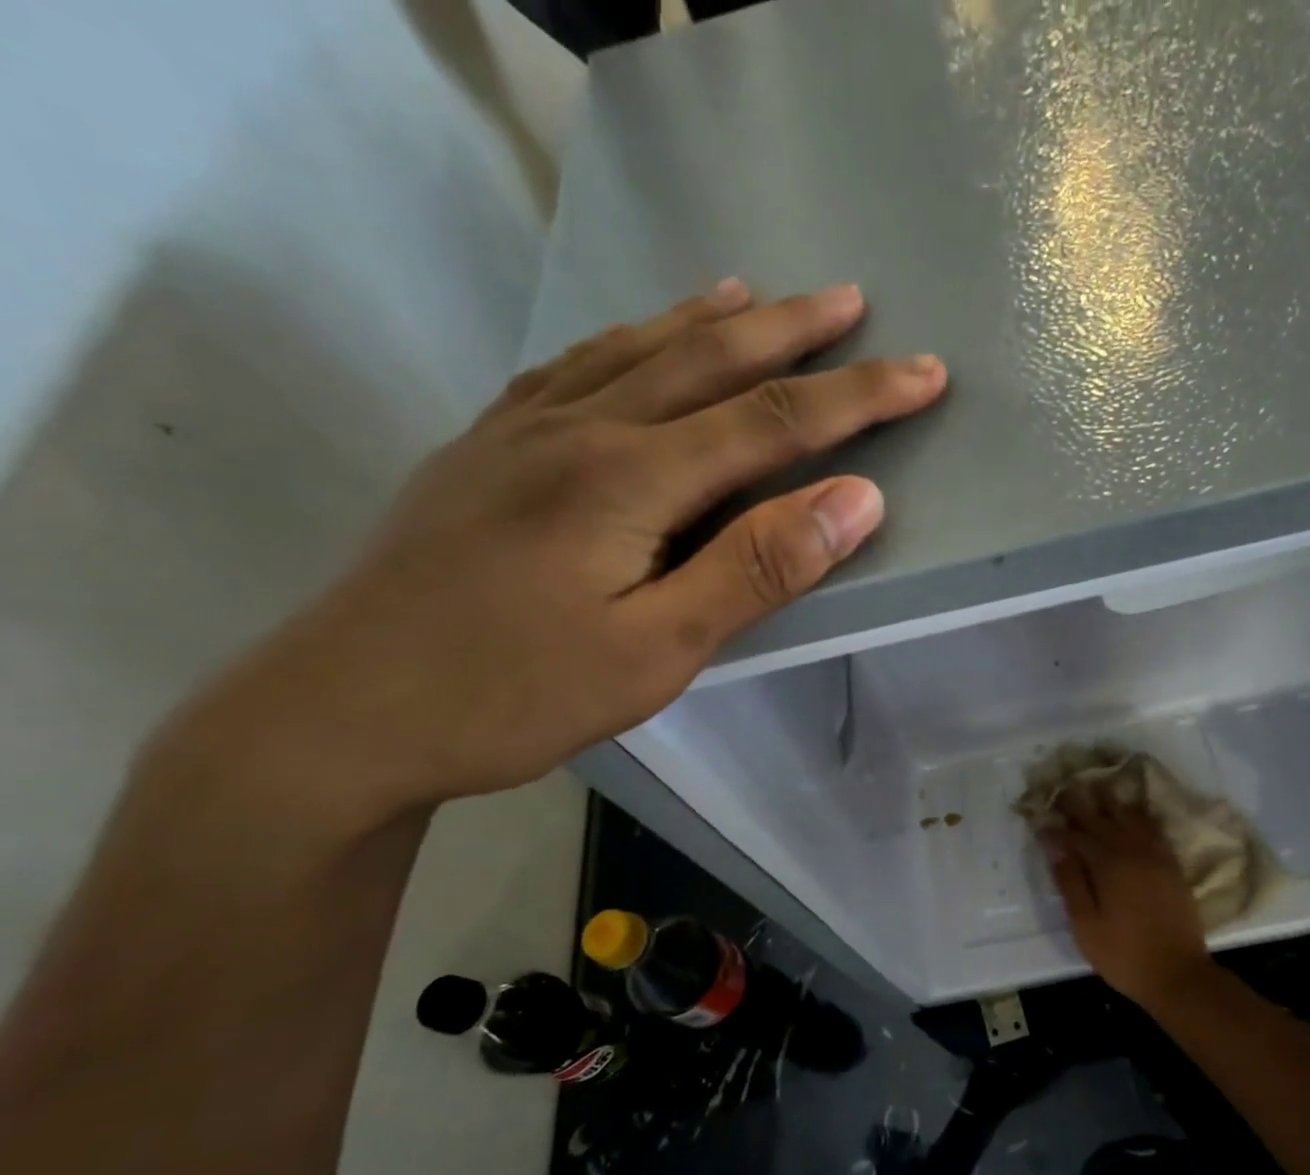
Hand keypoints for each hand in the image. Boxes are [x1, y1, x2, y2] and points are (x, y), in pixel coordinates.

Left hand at [168, 280, 945, 828]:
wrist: (347, 709)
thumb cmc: (516, 693)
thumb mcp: (659, 650)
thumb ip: (758, 568)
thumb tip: (856, 501)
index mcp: (629, 477)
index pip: (772, 421)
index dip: (858, 398)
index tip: (924, 375)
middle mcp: (579, 429)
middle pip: (706, 361)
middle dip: (791, 331)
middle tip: (851, 300)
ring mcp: (522, 432)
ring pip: (635, 350)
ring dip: (707, 320)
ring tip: (755, 293)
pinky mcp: (485, 450)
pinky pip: (572, 369)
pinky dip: (626, 341)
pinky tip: (637, 340)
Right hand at [1039, 782, 1214, 1006]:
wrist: (1178, 975)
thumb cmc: (1123, 954)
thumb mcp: (1086, 925)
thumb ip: (1071, 882)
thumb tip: (1056, 846)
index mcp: (1108, 866)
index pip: (1076, 836)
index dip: (1057, 825)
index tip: (1040, 814)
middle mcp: (1132, 852)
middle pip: (1103, 819)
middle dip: (1082, 803)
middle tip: (1066, 786)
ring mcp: (1156, 857)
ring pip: (1131, 818)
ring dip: (1112, 802)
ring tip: (1098, 786)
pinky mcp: (1172, 867)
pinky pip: (1155, 830)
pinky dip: (1141, 816)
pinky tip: (1134, 811)